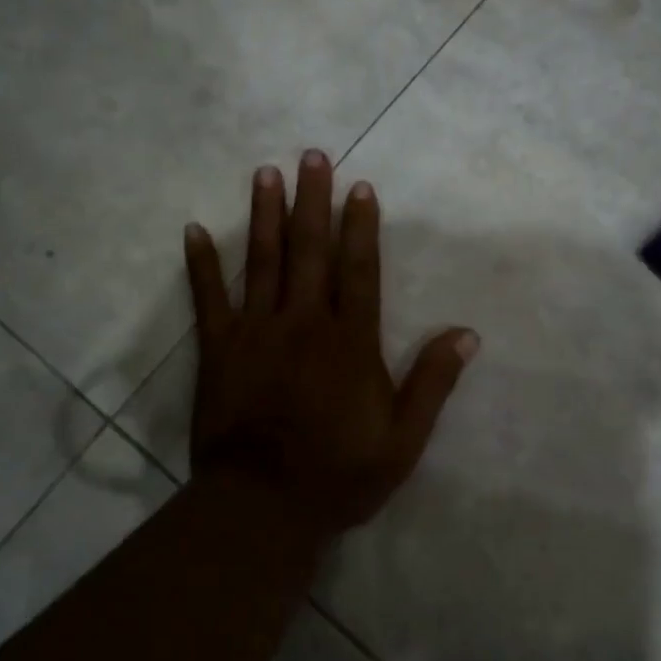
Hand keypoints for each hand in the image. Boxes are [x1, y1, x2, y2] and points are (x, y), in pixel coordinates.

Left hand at [184, 150, 479, 540]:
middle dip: (313, 201)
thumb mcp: (403, 441)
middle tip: (312, 155)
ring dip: (265, 216)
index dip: (362, 227)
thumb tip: (467, 334)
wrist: (262, 505)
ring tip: (265, 173)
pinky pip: (208, 299)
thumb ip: (432, 384)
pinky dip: (201, 264)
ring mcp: (256, 333)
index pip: (359, 271)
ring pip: (263, 262)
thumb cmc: (337, 475)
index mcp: (350, 342)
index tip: (361, 187)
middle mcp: (304, 324)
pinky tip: (193, 231)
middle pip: (310, 252)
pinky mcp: (218, 350)